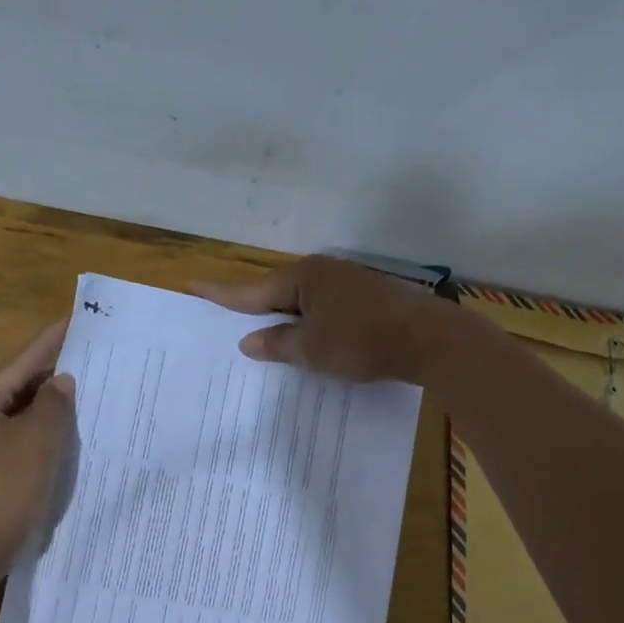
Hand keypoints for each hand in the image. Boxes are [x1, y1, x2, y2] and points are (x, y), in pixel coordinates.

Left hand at [0, 321, 75, 571]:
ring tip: (89, 388)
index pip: (19, 364)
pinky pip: (22, 439)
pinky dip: (45, 432)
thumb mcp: (37, 440)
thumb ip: (54, 405)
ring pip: (21, 415)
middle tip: (91, 357)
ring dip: (51, 405)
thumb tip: (61, 383)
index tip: (75, 321)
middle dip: (53, 375)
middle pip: (18, 387)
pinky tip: (71, 431)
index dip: (49, 343)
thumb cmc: (4, 488)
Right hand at [192, 255, 454, 383]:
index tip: (193, 285)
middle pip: (279, 291)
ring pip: (304, 302)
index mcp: (304, 277)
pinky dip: (311, 325)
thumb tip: (249, 341)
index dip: (221, 293)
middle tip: (226, 314)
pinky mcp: (369, 300)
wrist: (430, 341)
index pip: (252, 289)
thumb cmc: (362, 341)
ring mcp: (350, 284)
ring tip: (265, 334)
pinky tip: (308, 339)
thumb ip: (277, 344)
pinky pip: (326, 310)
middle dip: (255, 306)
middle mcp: (325, 273)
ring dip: (285, 318)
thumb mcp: (310, 349)